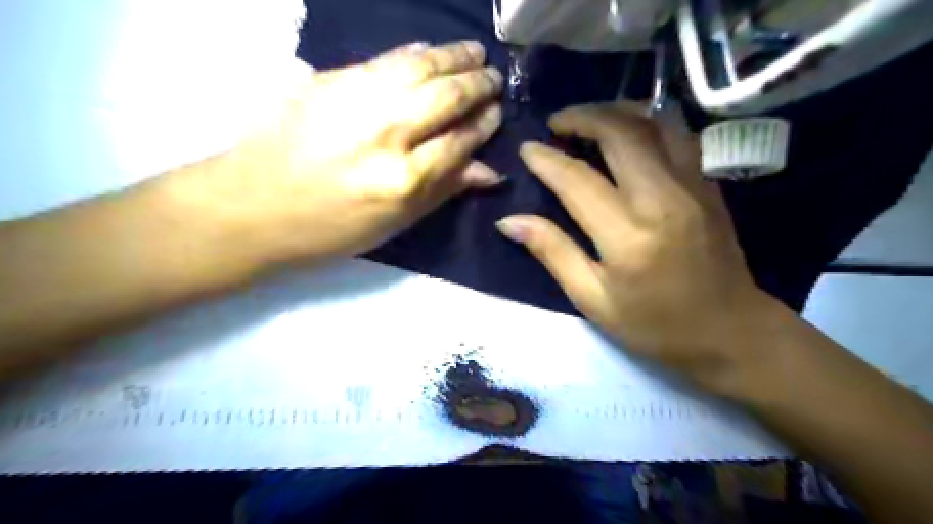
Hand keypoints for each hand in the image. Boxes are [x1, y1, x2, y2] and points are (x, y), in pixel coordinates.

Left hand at [163, 40, 506, 265]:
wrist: (253, 207)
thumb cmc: (332, 229)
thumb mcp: (396, 224)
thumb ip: (444, 190)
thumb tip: (489, 171)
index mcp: (405, 180)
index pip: (460, 141)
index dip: (484, 124)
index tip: (496, 113)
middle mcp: (387, 134)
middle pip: (446, 97)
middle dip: (478, 84)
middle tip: (494, 78)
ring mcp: (356, 101)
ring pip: (419, 67)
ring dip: (453, 56)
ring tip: (473, 53)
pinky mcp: (329, 80)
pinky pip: (385, 60)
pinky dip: (414, 53)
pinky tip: (430, 51)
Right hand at [499, 103, 777, 392]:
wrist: (731, 332)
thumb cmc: (655, 326)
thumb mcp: (593, 300)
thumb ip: (552, 253)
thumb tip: (508, 221)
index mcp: (628, 237)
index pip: (578, 180)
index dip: (546, 160)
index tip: (527, 148)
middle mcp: (663, 199)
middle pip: (621, 132)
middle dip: (582, 116)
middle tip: (556, 123)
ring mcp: (694, 186)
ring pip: (655, 122)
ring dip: (617, 112)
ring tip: (589, 122)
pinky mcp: (710, 184)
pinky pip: (678, 134)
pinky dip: (646, 123)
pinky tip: (628, 135)